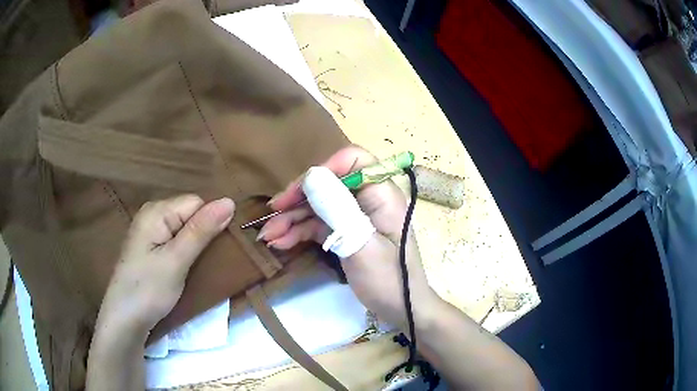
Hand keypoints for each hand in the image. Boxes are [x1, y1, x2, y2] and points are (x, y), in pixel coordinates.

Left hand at [97, 195, 235, 334]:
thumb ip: (201, 231)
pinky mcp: (150, 247)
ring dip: (196, 245)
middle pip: (190, 214)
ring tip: (199, 266)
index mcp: (156, 211)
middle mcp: (152, 214)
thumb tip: (229, 201)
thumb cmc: (148, 289)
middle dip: (203, 234)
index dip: (210, 223)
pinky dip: (186, 251)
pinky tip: (187, 266)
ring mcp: (150, 231)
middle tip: (207, 261)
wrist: (125, 319)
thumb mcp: (176, 261)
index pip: (196, 203)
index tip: (217, 249)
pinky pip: (176, 239)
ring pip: (184, 228)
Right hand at [259, 146, 437, 325]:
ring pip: (319, 205)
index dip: (324, 169)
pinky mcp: (346, 232)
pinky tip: (280, 242)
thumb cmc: (389, 279)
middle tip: (272, 214)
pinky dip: (299, 231)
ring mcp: (355, 216)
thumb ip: (337, 209)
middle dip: (298, 199)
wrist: (400, 310)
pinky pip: (319, 224)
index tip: (298, 191)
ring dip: (292, 219)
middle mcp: (368, 199)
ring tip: (268, 236)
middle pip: (328, 184)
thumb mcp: (361, 245)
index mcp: (381, 194)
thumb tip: (311, 175)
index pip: (353, 161)